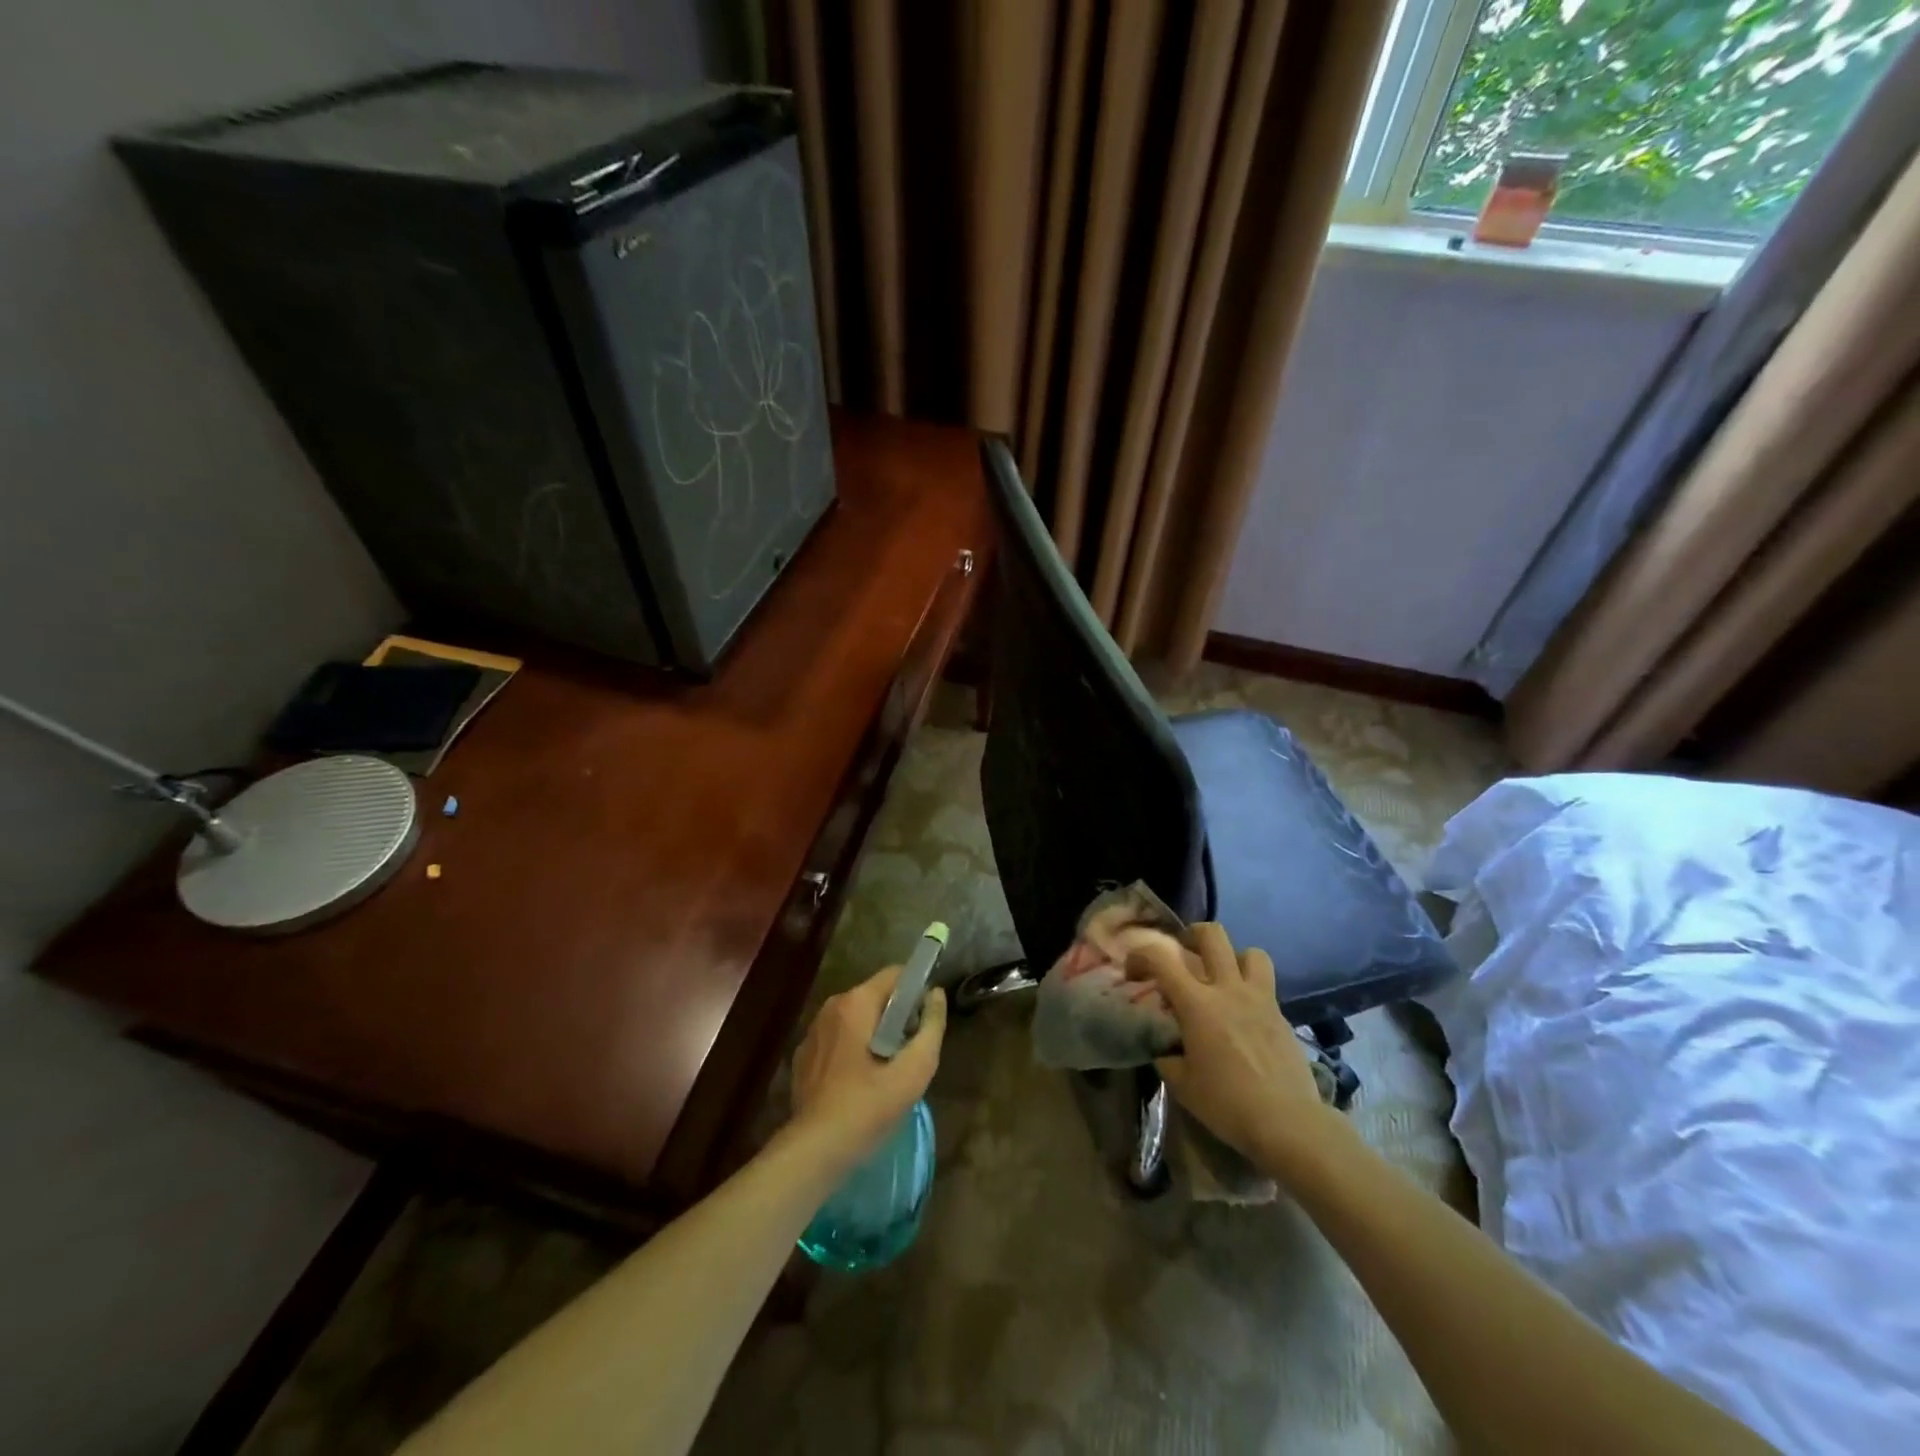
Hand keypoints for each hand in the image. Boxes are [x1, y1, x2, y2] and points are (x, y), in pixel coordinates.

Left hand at [789, 966, 946, 1166]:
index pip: (895, 974)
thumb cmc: (868, 1106)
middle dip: (896, 1016)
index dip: (916, 991)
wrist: (815, 1150)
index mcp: (856, 1002)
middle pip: (875, 996)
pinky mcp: (803, 1056)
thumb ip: (931, 1027)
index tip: (926, 1020)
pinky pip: (837, 1039)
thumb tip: (936, 995)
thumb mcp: (914, 1070)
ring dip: (874, 1034)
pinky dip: (852, 1050)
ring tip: (886, 1070)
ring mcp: (813, 1031)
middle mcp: (831, 1007)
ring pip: (855, 1018)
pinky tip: (859, 1082)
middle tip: (909, 1051)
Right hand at [1130, 922, 1337, 1181]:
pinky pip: (1266, 985)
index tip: (1134, 972)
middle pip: (1212, 935)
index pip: (1161, 957)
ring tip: (1222, 978)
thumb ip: (1167, 1055)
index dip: (1140, 955)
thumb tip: (1164, 1045)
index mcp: (1197, 1003)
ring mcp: (1260, 999)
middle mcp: (1228, 989)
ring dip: (1233, 958)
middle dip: (1192, 936)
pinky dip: (1251, 990)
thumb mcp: (1182, 1084)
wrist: (1289, 1123)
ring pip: (1250, 952)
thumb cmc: (1228, 1104)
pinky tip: (1244, 1016)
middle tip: (1183, 954)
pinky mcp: (1282, 1015)